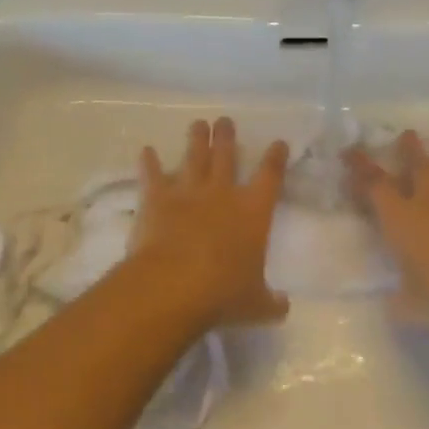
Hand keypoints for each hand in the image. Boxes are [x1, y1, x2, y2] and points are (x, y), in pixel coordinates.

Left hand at [129, 118, 289, 328]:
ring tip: (198, 124)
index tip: (278, 143)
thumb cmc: (223, 293)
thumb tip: (283, 307)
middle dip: (227, 137)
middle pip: (226, 155)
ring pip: (194, 157)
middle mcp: (222, 193)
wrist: (173, 286)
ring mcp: (188, 192)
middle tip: (225, 121)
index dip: (275, 157)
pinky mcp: (156, 199)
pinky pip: (152, 175)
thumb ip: (271, 302)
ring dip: (196, 139)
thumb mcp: (256, 305)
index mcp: (253, 211)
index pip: (270, 175)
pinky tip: (145, 150)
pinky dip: (148, 162)